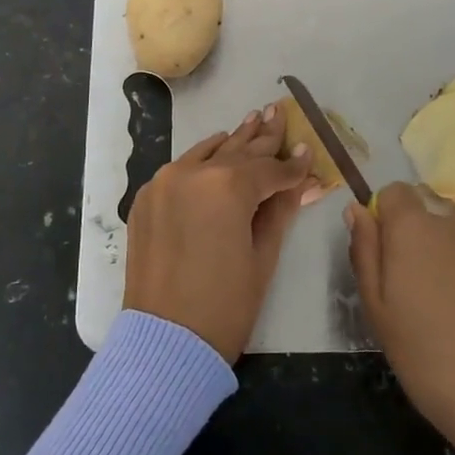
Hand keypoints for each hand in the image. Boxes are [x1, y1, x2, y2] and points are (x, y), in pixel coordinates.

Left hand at [124, 104, 321, 361]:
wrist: (165, 342)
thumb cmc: (225, 305)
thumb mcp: (263, 256)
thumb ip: (281, 208)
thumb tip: (304, 178)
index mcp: (226, 187)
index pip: (269, 170)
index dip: (292, 165)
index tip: (309, 151)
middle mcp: (192, 173)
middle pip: (237, 151)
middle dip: (263, 137)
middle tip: (279, 112)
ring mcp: (163, 183)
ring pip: (207, 153)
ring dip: (233, 142)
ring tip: (254, 120)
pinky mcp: (146, 199)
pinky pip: (181, 169)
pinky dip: (202, 160)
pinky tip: (217, 150)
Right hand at [346, 182, 454, 454]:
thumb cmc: (427, 355)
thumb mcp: (377, 308)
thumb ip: (365, 251)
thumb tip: (357, 211)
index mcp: (415, 228)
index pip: (394, 192)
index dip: (382, 217)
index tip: (380, 259)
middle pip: (425, 218)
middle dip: (411, 244)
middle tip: (405, 297)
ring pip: (452, 242)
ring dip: (440, 263)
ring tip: (438, 317)